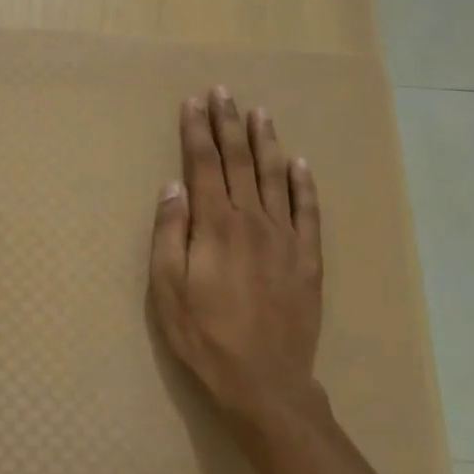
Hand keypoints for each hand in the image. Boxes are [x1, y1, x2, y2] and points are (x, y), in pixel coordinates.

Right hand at [148, 87, 327, 445]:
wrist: (264, 381)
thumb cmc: (204, 335)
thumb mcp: (166, 288)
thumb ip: (170, 233)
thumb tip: (173, 187)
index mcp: (215, 225)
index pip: (203, 165)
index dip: (197, 131)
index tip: (193, 103)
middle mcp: (252, 220)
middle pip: (239, 161)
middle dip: (228, 124)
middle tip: (223, 93)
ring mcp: (285, 237)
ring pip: (275, 177)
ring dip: (265, 142)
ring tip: (259, 113)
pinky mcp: (307, 258)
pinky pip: (307, 211)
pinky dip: (304, 184)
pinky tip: (300, 163)